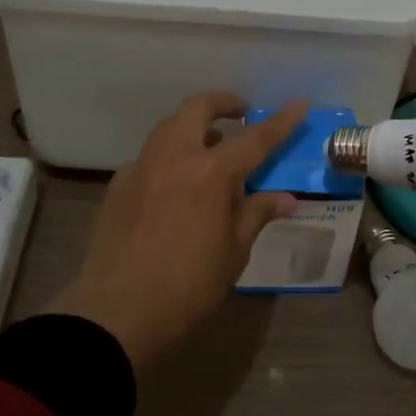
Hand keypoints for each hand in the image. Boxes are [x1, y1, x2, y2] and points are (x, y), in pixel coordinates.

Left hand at [49, 93, 305, 370]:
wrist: (116, 312)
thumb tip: (285, 199)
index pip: (256, 138)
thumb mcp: (233, 252)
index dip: (281, 121)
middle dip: (223, 103)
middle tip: (240, 115)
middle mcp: (175, 157)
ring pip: (169, 126)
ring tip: (210, 148)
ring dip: (193, 126)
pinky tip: (173, 184)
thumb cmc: (187, 286)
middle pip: (199, 109)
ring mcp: (142, 167)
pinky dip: (169, 157)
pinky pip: (149, 156)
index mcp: (211, 173)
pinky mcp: (118, 184)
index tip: (299, 103)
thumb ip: (256, 214)